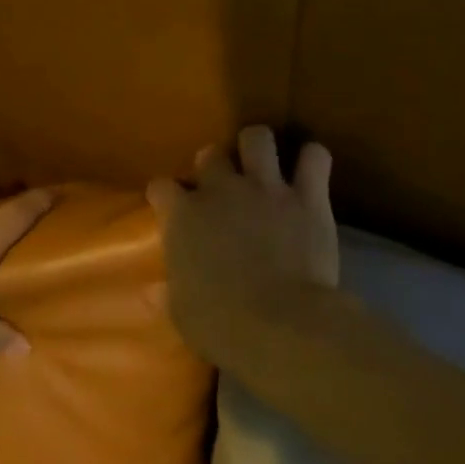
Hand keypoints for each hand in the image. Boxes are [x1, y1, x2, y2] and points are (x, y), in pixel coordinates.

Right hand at [146, 125, 338, 364]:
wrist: (280, 324)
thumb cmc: (221, 325)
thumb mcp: (182, 313)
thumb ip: (167, 293)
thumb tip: (149, 291)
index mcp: (183, 218)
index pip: (162, 187)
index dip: (166, 195)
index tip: (171, 205)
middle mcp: (222, 191)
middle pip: (210, 155)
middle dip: (213, 165)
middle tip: (223, 187)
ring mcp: (267, 188)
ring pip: (257, 138)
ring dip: (258, 148)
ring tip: (263, 164)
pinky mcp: (308, 196)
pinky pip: (314, 157)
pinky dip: (313, 161)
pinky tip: (311, 172)